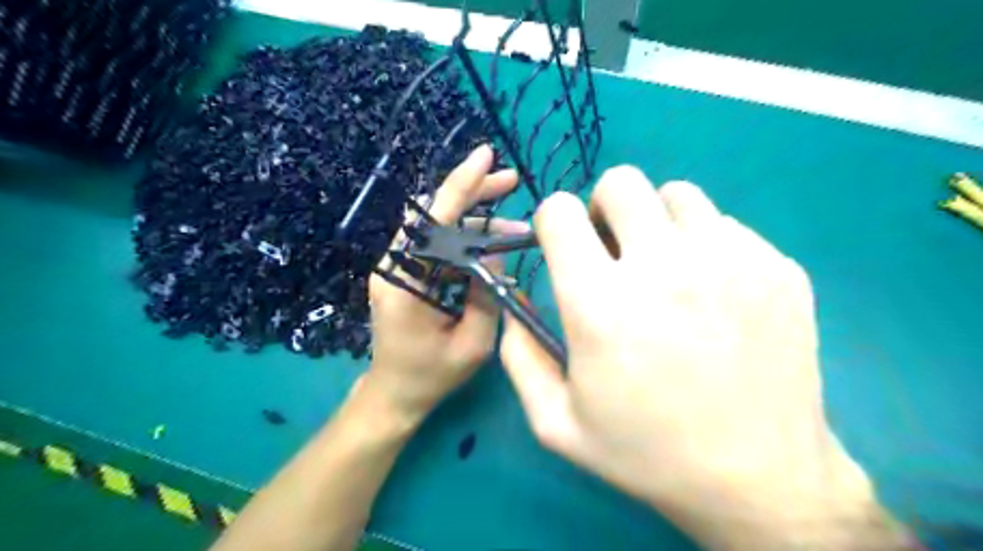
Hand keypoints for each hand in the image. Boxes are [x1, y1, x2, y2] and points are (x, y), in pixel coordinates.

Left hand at [362, 145, 529, 420]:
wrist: (393, 393)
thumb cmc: (432, 375)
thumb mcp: (473, 343)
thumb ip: (486, 294)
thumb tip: (494, 251)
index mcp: (406, 283)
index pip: (435, 221)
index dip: (461, 185)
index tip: (486, 156)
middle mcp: (393, 265)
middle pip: (433, 214)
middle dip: (473, 193)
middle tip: (511, 182)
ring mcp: (394, 267)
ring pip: (436, 226)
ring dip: (473, 219)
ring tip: (512, 226)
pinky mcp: (402, 273)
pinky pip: (434, 243)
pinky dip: (462, 237)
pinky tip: (488, 242)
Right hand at [502, 166, 871, 545]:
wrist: (760, 480)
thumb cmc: (647, 453)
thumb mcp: (556, 422)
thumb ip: (518, 353)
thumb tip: (515, 298)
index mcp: (601, 302)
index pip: (559, 211)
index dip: (553, 223)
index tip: (564, 247)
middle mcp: (663, 266)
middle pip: (621, 182)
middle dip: (603, 209)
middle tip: (613, 251)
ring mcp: (729, 260)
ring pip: (676, 194)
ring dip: (656, 221)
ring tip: (664, 267)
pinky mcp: (777, 267)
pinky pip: (725, 226)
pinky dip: (705, 245)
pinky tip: (713, 293)